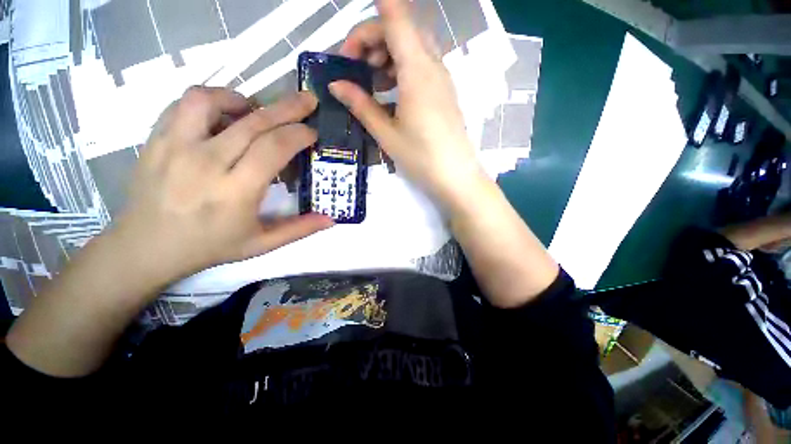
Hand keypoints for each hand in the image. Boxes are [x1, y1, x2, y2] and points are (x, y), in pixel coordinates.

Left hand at [114, 86, 332, 281]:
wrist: (147, 247)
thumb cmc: (210, 246)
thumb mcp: (261, 244)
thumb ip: (299, 230)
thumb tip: (331, 220)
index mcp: (235, 192)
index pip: (273, 148)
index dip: (298, 134)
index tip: (312, 132)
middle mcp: (205, 163)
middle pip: (253, 121)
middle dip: (287, 108)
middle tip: (307, 100)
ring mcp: (174, 147)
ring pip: (210, 100)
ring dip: (242, 99)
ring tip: (255, 110)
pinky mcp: (155, 139)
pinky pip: (184, 104)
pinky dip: (210, 101)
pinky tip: (223, 116)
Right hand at [331, 0, 485, 210]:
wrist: (455, 176)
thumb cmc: (420, 157)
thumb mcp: (386, 133)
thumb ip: (361, 105)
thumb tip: (336, 85)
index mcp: (417, 71)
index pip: (395, 19)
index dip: (374, 14)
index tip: (351, 38)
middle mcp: (433, 66)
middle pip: (402, 31)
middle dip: (373, 40)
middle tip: (354, 67)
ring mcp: (442, 79)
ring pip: (413, 47)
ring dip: (387, 54)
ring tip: (370, 80)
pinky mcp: (444, 92)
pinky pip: (422, 66)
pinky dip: (401, 68)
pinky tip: (390, 91)